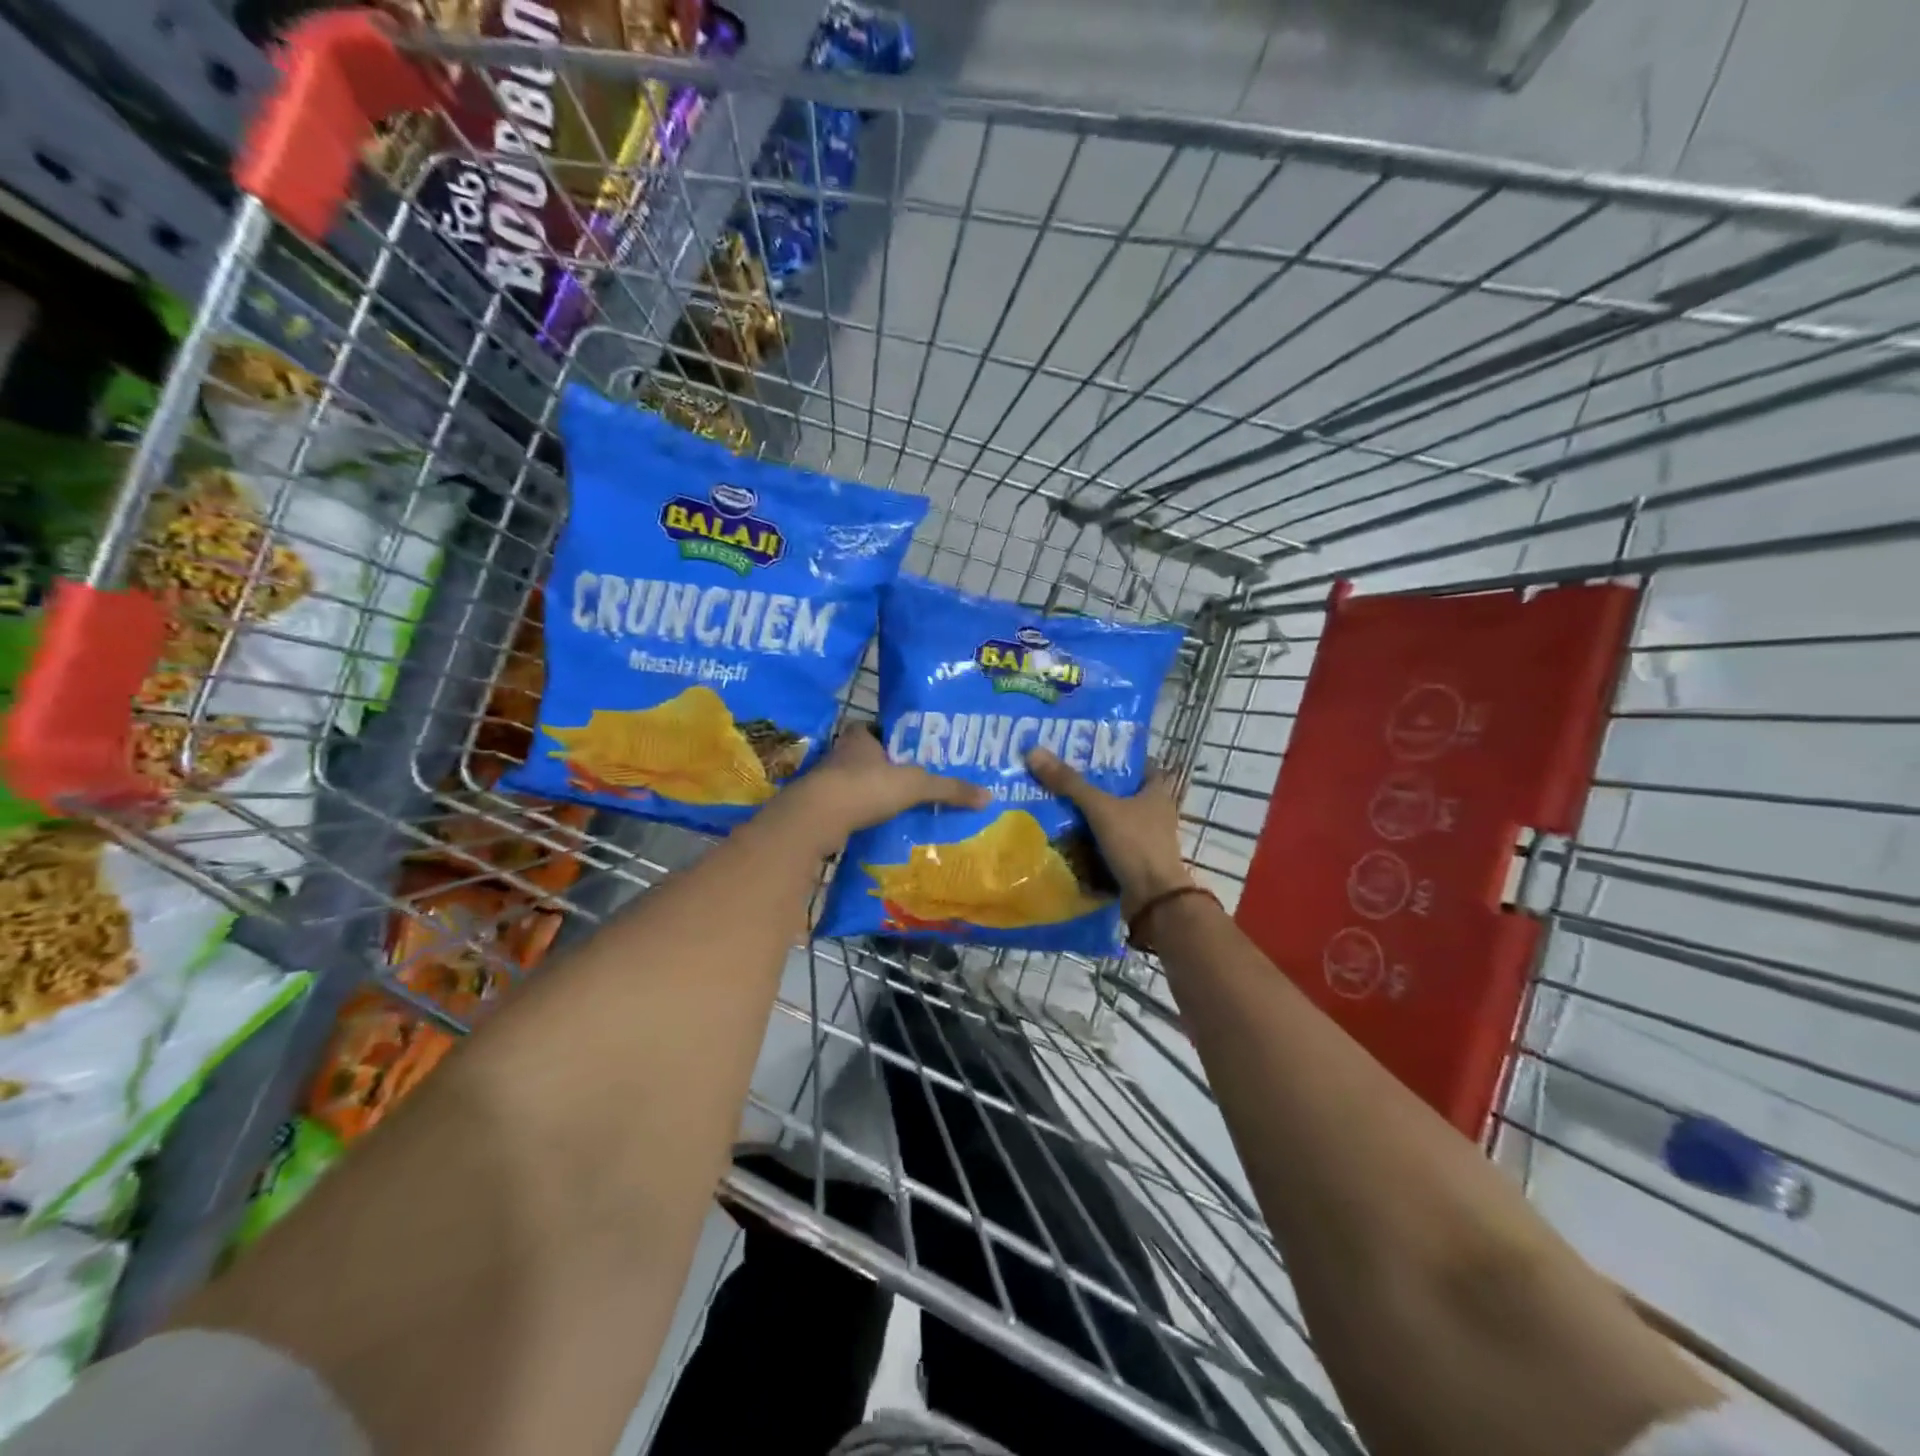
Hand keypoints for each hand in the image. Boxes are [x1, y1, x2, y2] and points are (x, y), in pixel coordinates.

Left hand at [783, 724, 988, 853]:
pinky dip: (861, 816)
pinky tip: (879, 827)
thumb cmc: (865, 787)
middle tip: (913, 781)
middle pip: (867, 758)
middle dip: (886, 769)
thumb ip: (949, 789)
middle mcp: (839, 754)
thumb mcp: (915, 786)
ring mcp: (826, 782)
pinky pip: (847, 809)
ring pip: (855, 784)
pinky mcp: (819, 809)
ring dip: (873, 794)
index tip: (913, 751)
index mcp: (859, 737)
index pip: (877, 729)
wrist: (816, 818)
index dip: (894, 738)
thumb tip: (989, 796)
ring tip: (900, 807)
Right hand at [1027, 748, 1192, 915]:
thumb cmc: (1135, 844)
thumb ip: (1069, 783)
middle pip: (1123, 792)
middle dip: (1097, 786)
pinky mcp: (1135, 860)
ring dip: (1092, 814)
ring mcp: (1146, 839)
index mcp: (1157, 793)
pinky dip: (1092, 839)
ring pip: (1114, 818)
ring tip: (1058, 803)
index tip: (1090, 752)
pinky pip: (1109, 842)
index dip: (1119, 757)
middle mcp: (1155, 813)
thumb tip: (1034, 752)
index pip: (1141, 765)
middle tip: (1064, 776)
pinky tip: (1068, 835)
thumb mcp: (1100, 808)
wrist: (1153, 899)